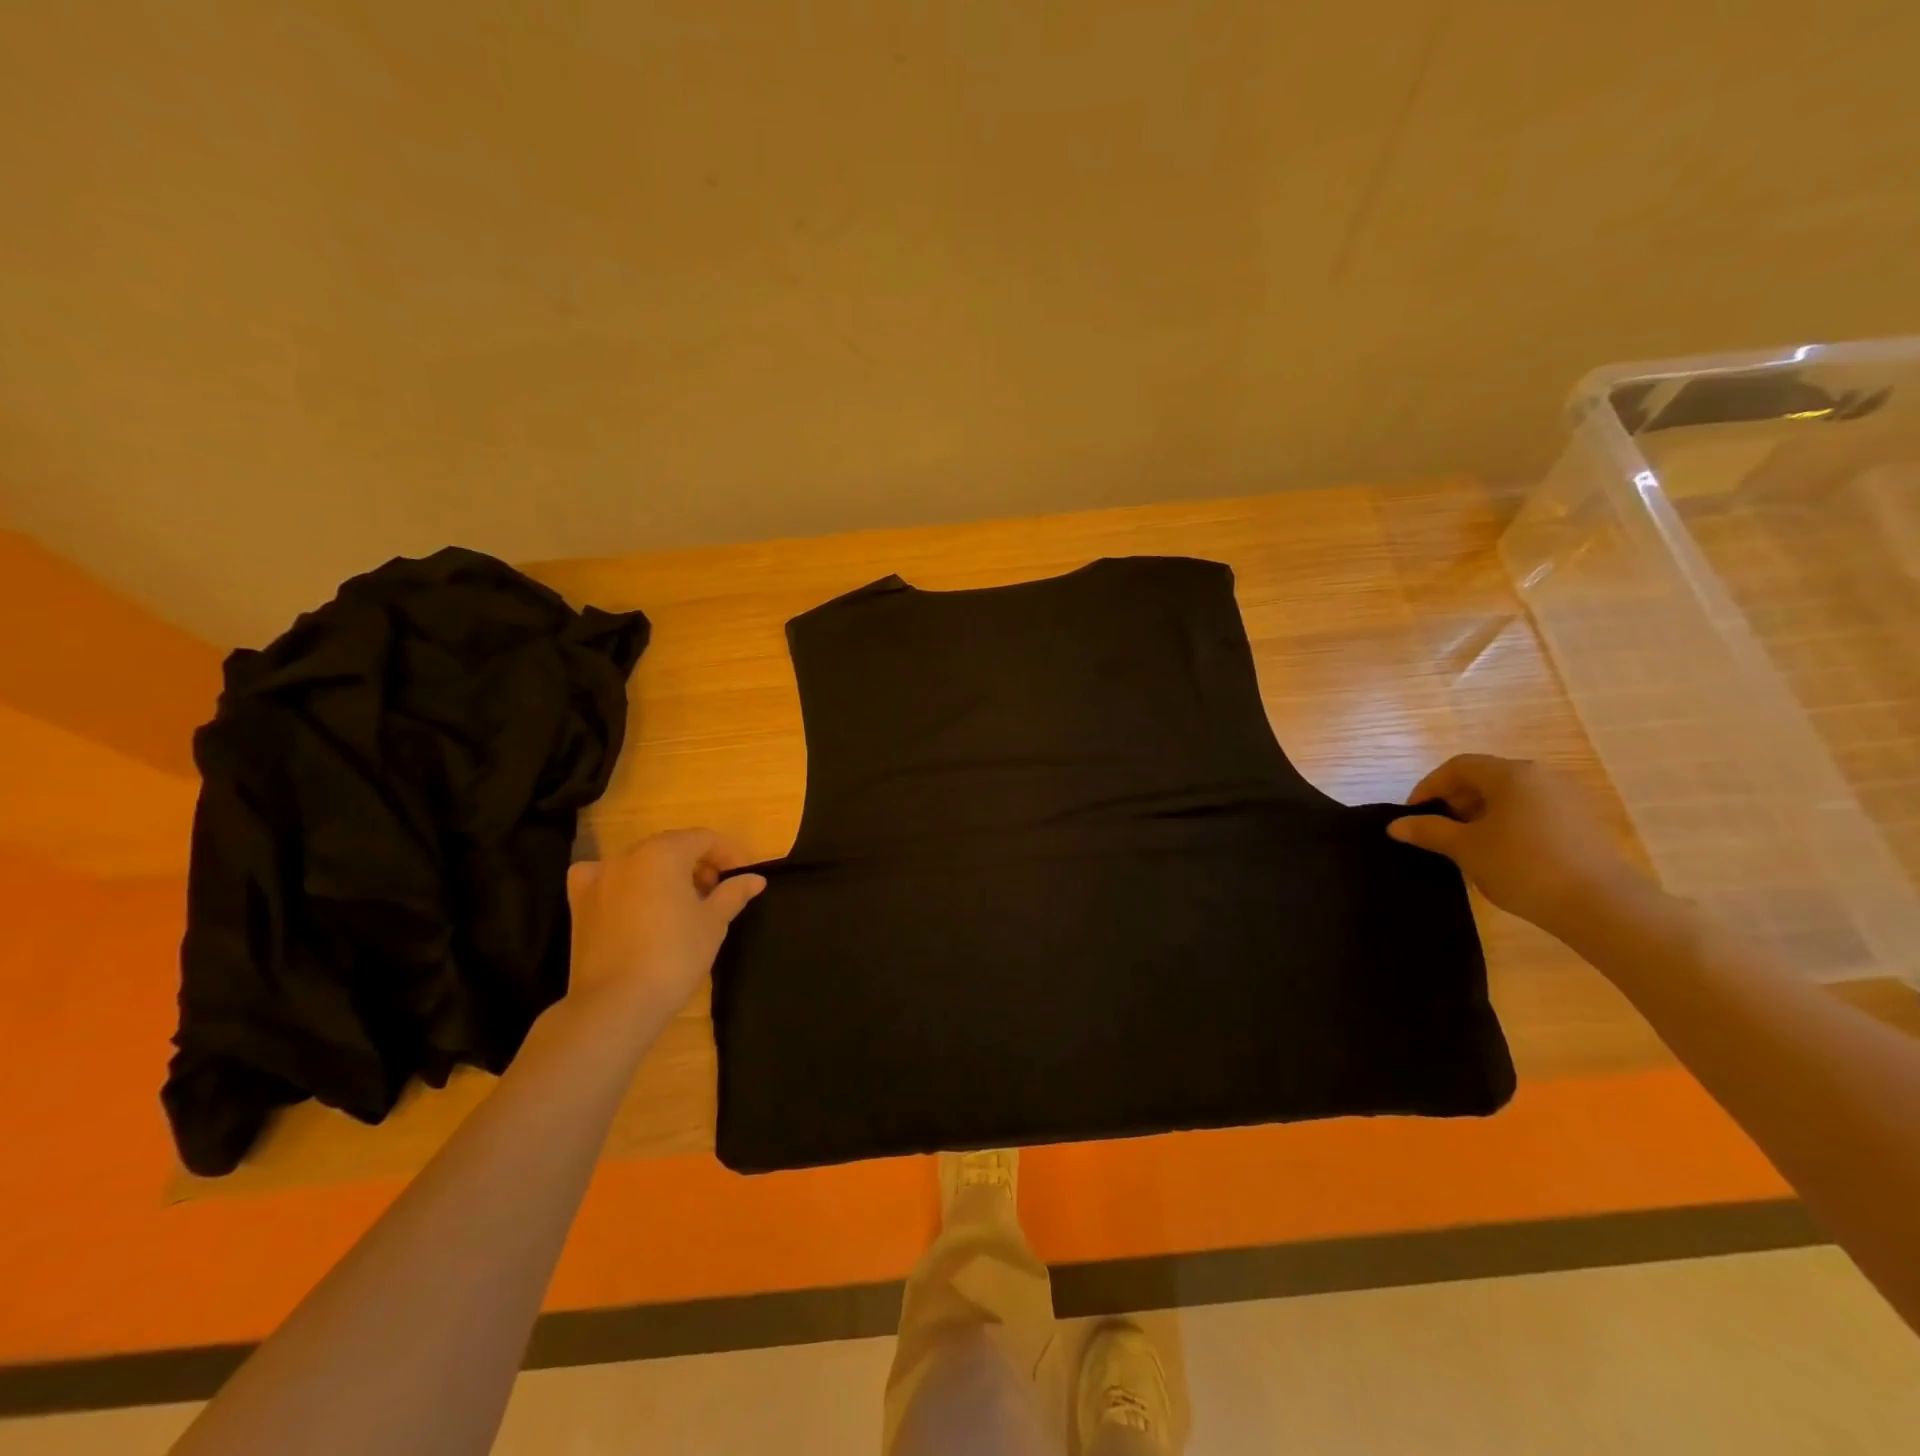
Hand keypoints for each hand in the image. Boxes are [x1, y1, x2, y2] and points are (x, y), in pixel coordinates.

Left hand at [566, 830, 765, 1017]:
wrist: (616, 1004)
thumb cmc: (675, 956)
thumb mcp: (714, 922)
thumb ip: (734, 893)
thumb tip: (755, 879)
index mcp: (664, 852)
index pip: (705, 839)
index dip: (730, 854)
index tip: (745, 877)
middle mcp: (628, 856)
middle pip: (672, 847)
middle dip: (700, 863)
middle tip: (719, 892)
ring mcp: (599, 879)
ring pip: (641, 862)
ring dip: (667, 873)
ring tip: (683, 902)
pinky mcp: (579, 905)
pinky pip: (604, 878)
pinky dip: (622, 881)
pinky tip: (631, 898)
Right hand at [1387, 754, 1638, 931]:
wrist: (1602, 905)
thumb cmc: (1522, 866)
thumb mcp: (1465, 849)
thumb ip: (1428, 831)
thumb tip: (1396, 825)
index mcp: (1511, 774)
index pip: (1458, 767)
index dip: (1429, 787)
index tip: (1413, 815)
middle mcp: (1541, 776)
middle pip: (1486, 778)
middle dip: (1455, 801)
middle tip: (1437, 831)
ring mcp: (1568, 798)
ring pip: (1510, 796)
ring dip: (1481, 814)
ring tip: (1467, 845)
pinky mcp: (1584, 822)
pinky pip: (1533, 812)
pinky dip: (1509, 824)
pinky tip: (1502, 854)